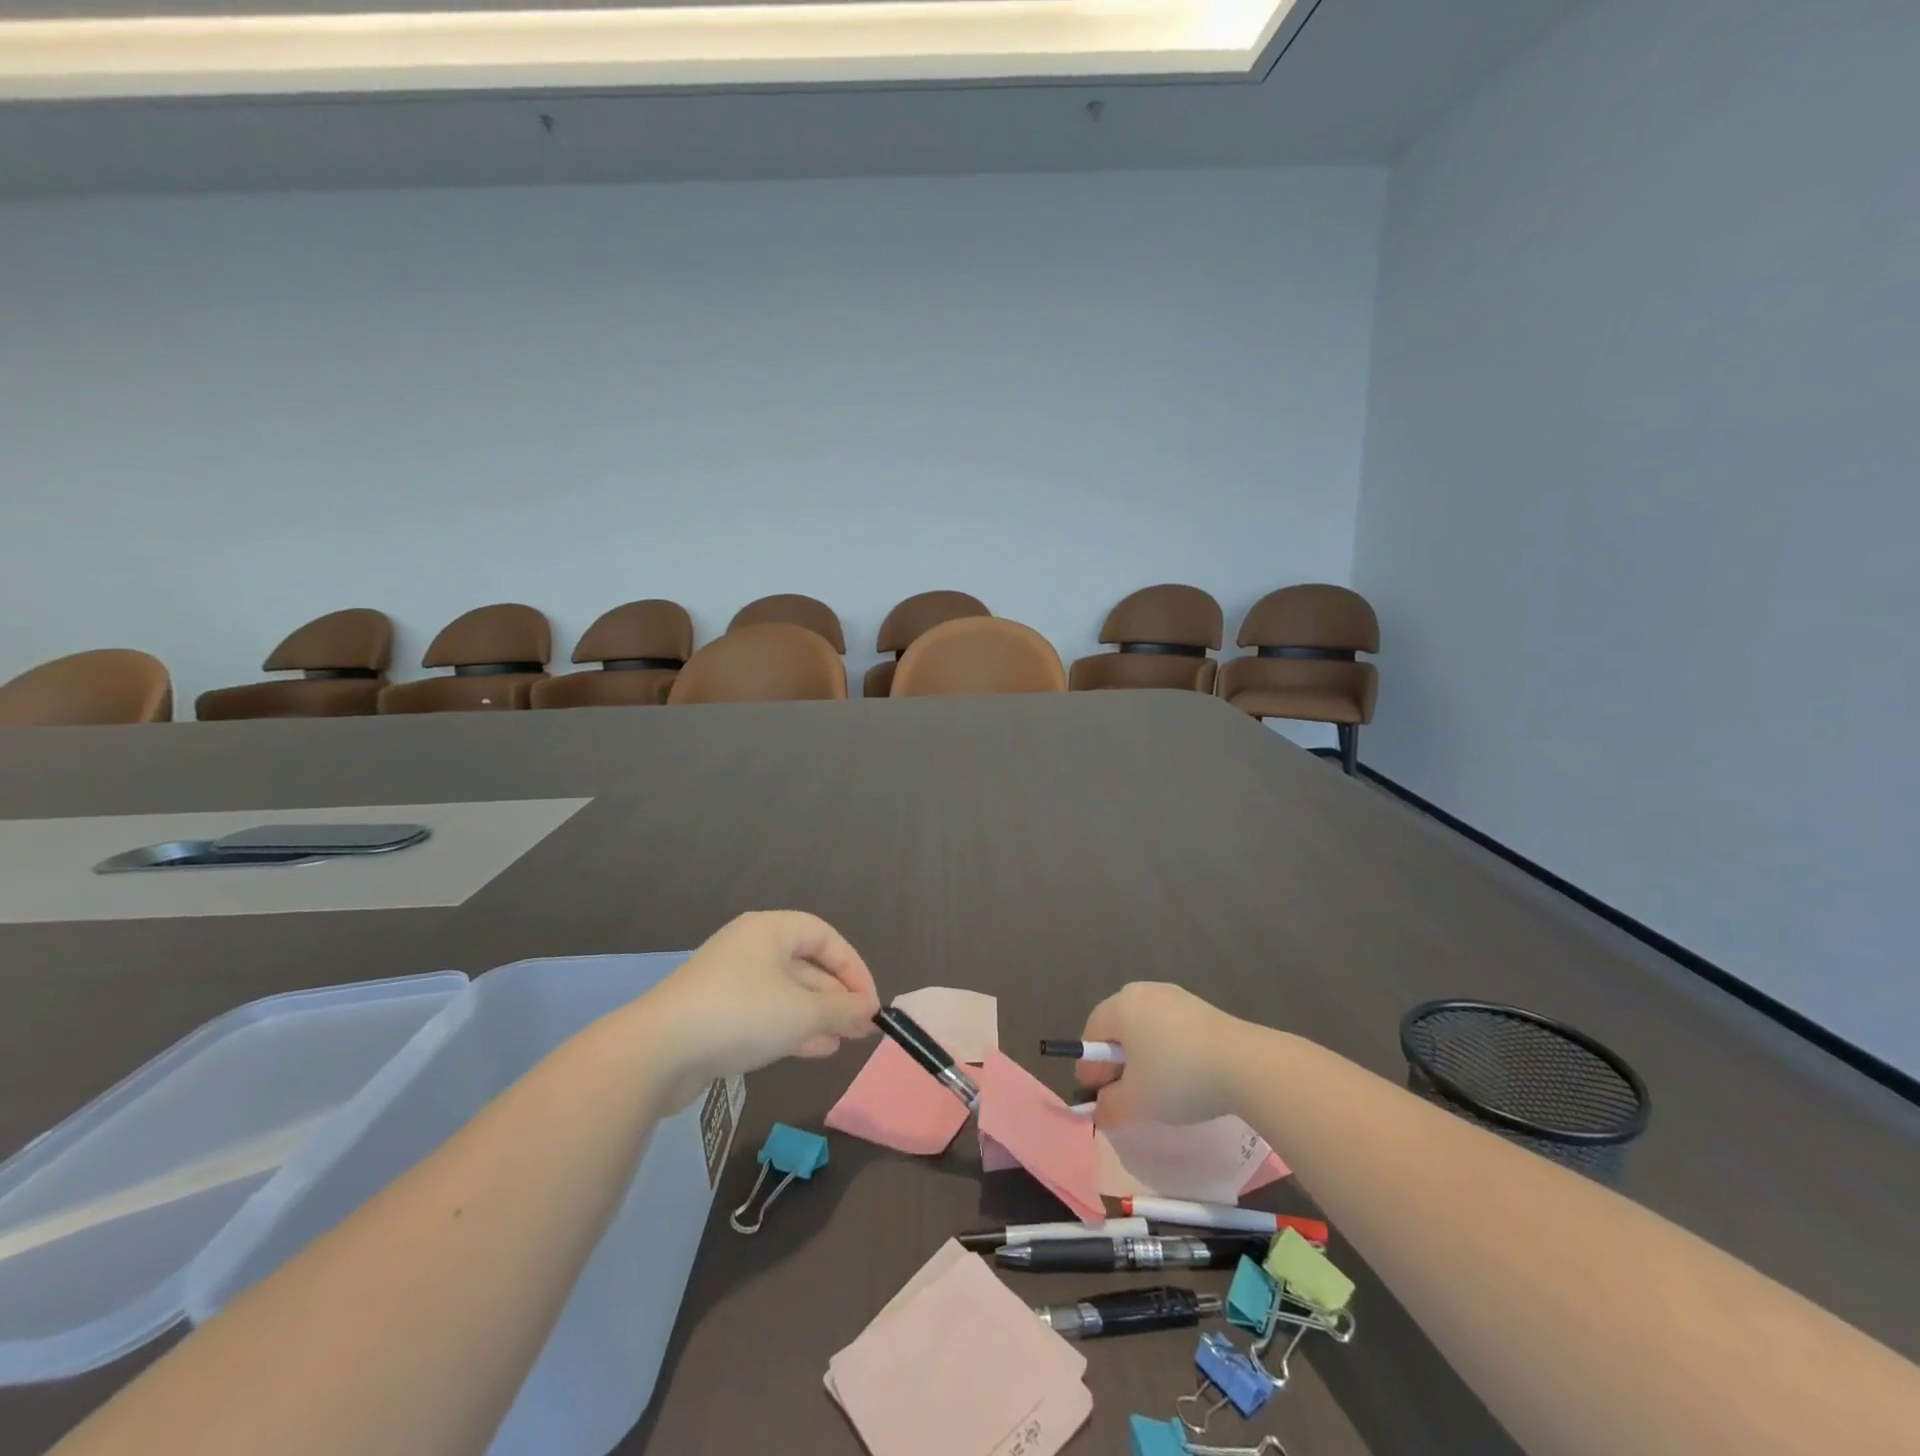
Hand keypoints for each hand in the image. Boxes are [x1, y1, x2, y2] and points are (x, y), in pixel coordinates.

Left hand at [639, 911, 880, 1104]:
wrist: (658, 1052)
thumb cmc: (741, 1014)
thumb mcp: (802, 1012)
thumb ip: (842, 1010)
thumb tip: (869, 1011)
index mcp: (770, 930)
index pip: (825, 937)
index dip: (853, 968)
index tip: (870, 1003)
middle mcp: (750, 948)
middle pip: (806, 964)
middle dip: (837, 996)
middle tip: (862, 1026)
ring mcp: (730, 982)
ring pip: (787, 993)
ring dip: (818, 1016)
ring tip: (845, 1041)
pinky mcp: (716, 1014)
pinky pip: (765, 1014)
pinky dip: (793, 1028)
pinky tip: (816, 1049)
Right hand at [1077, 982, 1249, 1126]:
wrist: (1246, 1065)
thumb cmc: (1178, 1077)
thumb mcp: (1136, 1102)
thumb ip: (1110, 1107)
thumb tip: (1100, 1110)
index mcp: (1121, 1005)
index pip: (1092, 1032)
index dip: (1090, 1066)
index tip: (1096, 1094)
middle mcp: (1144, 992)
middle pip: (1118, 1026)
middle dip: (1116, 1059)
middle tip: (1121, 1091)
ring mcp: (1176, 996)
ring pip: (1146, 1027)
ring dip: (1142, 1055)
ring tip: (1154, 1087)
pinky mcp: (1202, 1008)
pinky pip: (1171, 1028)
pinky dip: (1167, 1050)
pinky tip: (1182, 1076)